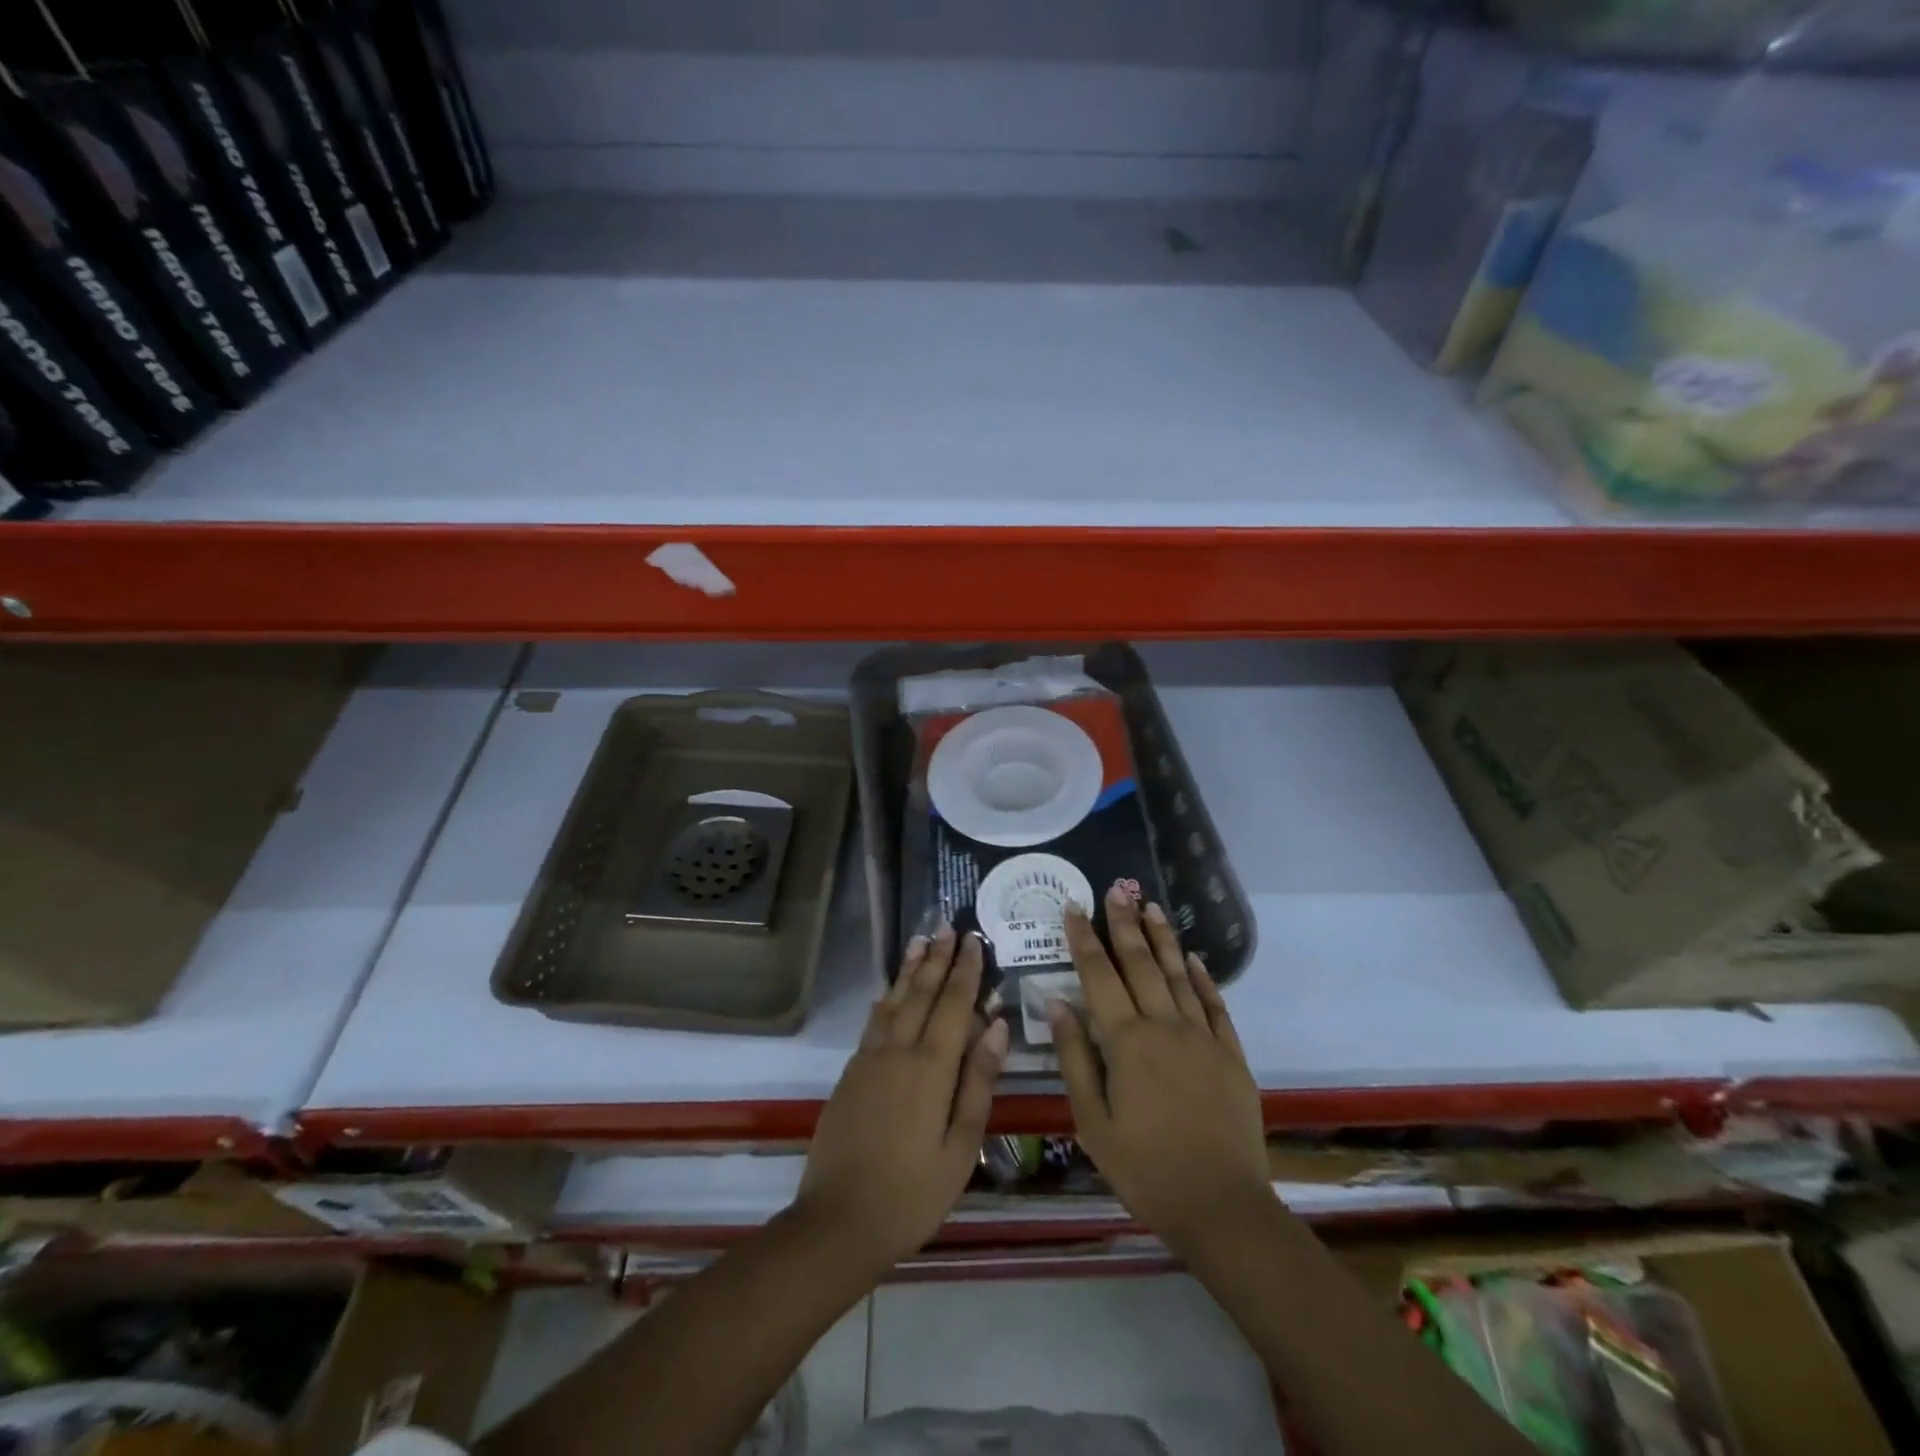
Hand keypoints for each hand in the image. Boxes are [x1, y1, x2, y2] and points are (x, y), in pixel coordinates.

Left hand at [794, 930, 1008, 1272]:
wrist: (838, 1220)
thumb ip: (978, 1083)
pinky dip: (886, 998)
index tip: (974, 940)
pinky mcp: (851, 1073)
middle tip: (948, 926)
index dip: (966, 972)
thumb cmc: (912, 1193)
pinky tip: (890, 991)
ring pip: (895, 1001)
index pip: (954, 1005)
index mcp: (931, 1068)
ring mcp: (870, 1059)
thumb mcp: (960, 1147)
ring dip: (910, 969)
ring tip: (920, 941)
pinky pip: (873, 1022)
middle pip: (922, 994)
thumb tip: (997, 1027)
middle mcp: (898, 1051)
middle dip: (938, 959)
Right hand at [1050, 887, 1269, 1253]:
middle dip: (1124, 924)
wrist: (1221, 1206)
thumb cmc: (1145, 1168)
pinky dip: (1204, 978)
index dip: (1085, 939)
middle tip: (1116, 889)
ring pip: (1180, 975)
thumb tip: (1057, 1003)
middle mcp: (1165, 1026)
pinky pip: (1215, 1005)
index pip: (1100, 976)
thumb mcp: (1092, 1122)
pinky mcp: (1231, 1055)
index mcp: (1126, 1041)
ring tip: (1152, 907)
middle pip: (1141, 964)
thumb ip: (1074, 1058)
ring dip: (1164, 939)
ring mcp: (1203, 1038)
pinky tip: (1195, 958)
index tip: (1074, 908)